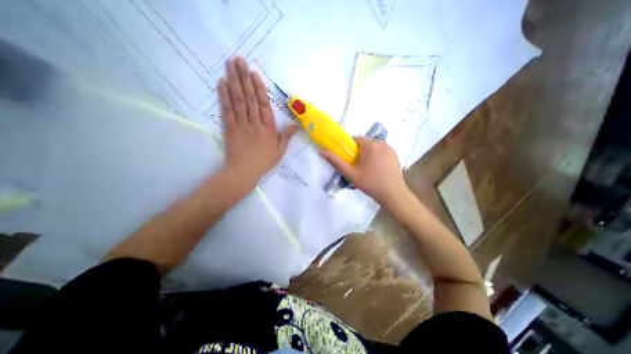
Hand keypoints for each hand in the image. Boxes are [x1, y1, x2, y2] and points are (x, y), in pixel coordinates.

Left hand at [220, 56, 297, 187]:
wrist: (244, 172)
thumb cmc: (264, 162)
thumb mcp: (280, 151)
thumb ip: (287, 137)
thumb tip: (296, 125)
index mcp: (268, 129)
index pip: (264, 105)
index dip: (259, 89)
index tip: (254, 74)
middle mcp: (255, 124)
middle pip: (250, 99)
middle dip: (244, 78)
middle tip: (239, 60)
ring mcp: (241, 125)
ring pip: (238, 101)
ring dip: (234, 82)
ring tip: (230, 65)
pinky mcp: (230, 129)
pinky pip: (227, 111)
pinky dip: (224, 96)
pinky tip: (222, 83)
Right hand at [322, 137, 406, 205]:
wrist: (393, 194)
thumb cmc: (370, 183)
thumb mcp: (351, 174)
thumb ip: (336, 162)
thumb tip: (322, 152)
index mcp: (370, 145)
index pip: (356, 139)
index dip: (350, 148)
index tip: (350, 159)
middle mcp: (381, 143)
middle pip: (365, 142)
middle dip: (360, 151)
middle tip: (358, 166)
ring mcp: (390, 148)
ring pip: (374, 146)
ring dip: (369, 153)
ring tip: (368, 168)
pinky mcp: (395, 154)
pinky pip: (382, 150)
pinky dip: (377, 155)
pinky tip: (378, 168)